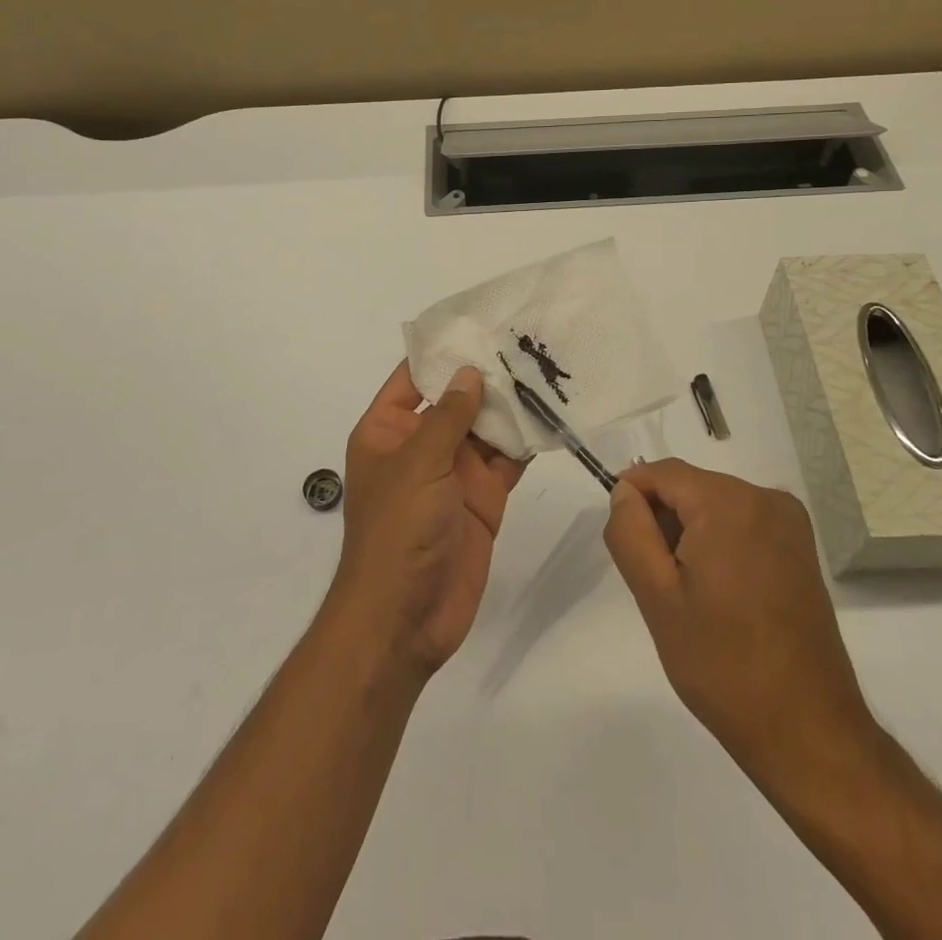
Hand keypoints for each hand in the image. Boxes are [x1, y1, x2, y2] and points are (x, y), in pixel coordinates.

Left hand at [328, 363, 522, 680]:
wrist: (405, 620)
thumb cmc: (397, 532)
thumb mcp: (418, 464)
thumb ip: (447, 416)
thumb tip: (469, 372)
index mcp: (388, 431)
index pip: (412, 378)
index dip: (441, 351)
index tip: (476, 320)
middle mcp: (421, 446)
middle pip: (455, 399)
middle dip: (485, 373)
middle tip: (524, 338)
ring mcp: (454, 472)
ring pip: (486, 426)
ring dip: (511, 403)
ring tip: (545, 366)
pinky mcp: (484, 498)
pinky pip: (507, 460)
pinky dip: (526, 440)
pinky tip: (552, 413)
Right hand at [603, 458, 877, 777]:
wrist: (806, 731)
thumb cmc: (722, 664)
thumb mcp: (656, 597)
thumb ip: (630, 532)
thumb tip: (624, 492)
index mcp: (730, 502)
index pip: (662, 473)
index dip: (632, 498)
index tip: (626, 545)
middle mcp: (766, 498)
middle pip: (690, 487)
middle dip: (664, 521)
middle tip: (659, 583)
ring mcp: (790, 523)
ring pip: (714, 505)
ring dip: (691, 535)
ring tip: (692, 596)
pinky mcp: (801, 549)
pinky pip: (742, 524)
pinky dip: (719, 545)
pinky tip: (720, 596)